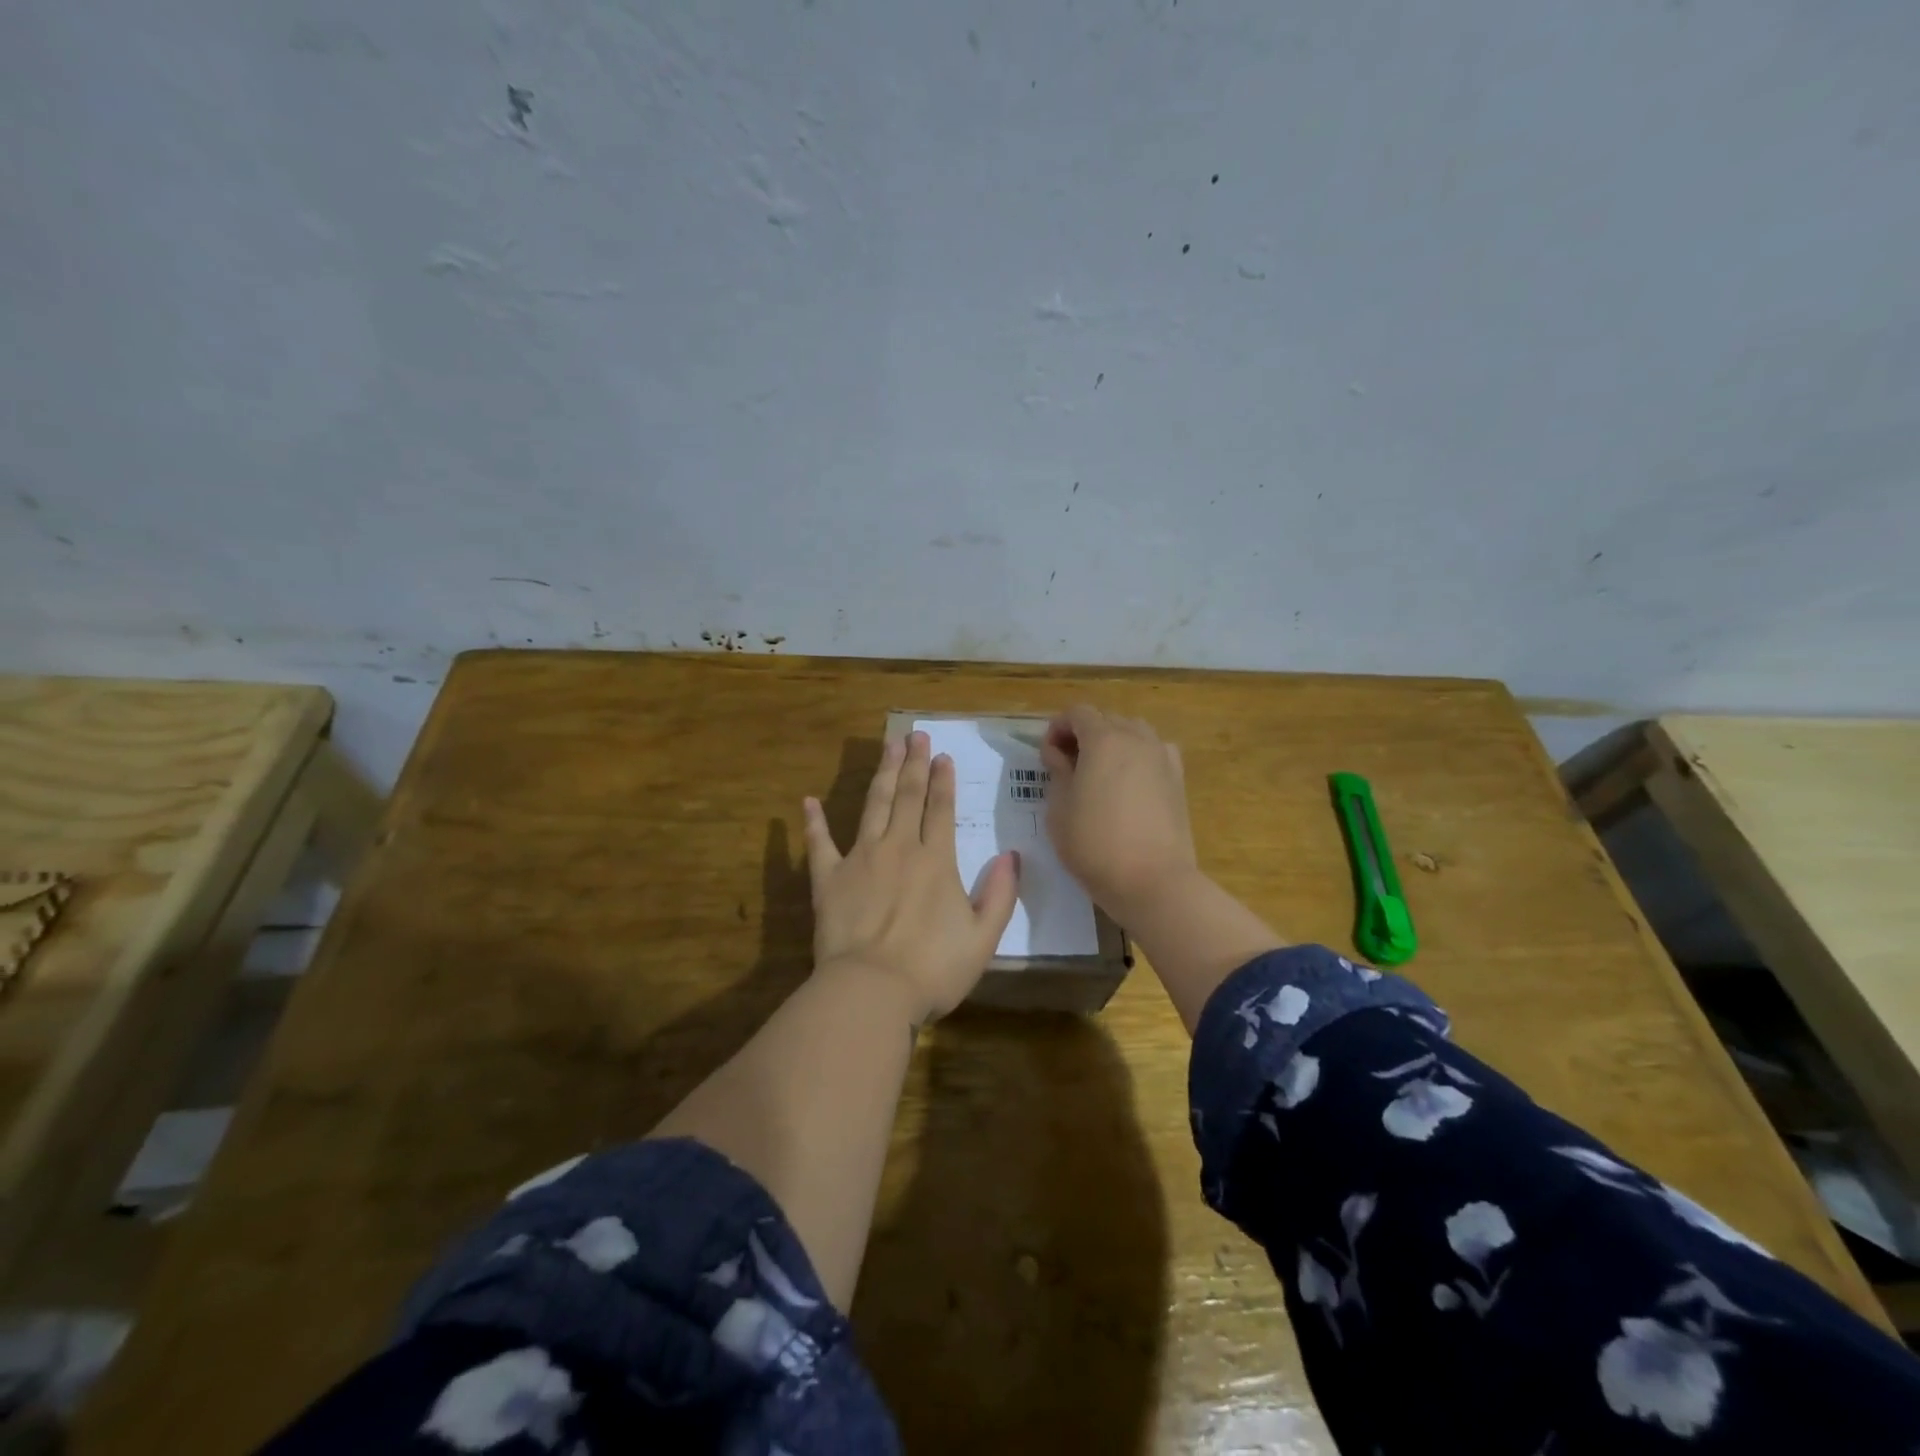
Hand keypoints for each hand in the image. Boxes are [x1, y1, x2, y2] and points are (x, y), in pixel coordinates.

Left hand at [803, 731, 1020, 1023]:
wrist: (871, 991)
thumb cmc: (933, 970)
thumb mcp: (983, 939)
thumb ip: (1000, 895)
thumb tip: (1012, 857)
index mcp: (936, 860)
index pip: (940, 809)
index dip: (942, 780)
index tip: (941, 755)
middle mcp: (899, 848)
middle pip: (907, 796)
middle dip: (913, 764)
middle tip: (915, 735)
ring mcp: (861, 859)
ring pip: (873, 806)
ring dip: (881, 774)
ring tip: (887, 747)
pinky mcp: (829, 879)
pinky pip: (820, 844)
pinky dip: (813, 823)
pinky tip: (809, 801)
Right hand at [1041, 705, 1197, 917]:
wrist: (1153, 881)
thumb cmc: (1095, 845)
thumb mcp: (1059, 809)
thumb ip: (1057, 771)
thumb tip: (1060, 753)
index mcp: (1104, 739)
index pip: (1077, 713)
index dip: (1057, 728)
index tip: (1047, 756)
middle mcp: (1136, 738)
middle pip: (1106, 719)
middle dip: (1084, 734)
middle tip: (1068, 766)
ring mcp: (1162, 756)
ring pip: (1133, 732)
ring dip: (1112, 743)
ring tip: (1099, 774)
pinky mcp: (1178, 778)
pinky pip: (1153, 752)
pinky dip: (1137, 757)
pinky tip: (1128, 784)